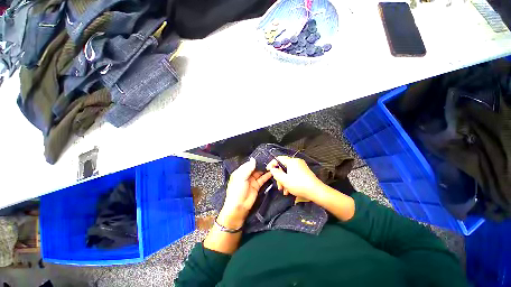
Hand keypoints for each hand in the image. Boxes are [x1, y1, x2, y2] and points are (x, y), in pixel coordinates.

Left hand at [218, 158, 271, 228]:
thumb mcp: (240, 178)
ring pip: (259, 173)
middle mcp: (246, 175)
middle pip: (255, 168)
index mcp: (240, 172)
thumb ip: (247, 168)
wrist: (238, 207)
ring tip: (271, 166)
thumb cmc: (236, 192)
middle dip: (261, 164)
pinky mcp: (256, 186)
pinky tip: (271, 173)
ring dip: (265, 170)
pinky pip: (262, 179)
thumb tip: (253, 160)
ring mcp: (252, 181)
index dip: (255, 161)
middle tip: (268, 161)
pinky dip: (267, 176)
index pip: (249, 164)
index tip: (262, 157)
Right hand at [266, 156, 325, 201]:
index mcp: (291, 161)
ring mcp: (301, 167)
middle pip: (283, 167)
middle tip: (279, 186)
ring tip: (284, 191)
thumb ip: (276, 173)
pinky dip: (290, 181)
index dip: (272, 164)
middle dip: (279, 177)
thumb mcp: (284, 180)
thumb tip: (272, 168)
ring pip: (288, 172)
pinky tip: (289, 190)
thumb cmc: (299, 185)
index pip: (278, 159)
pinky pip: (293, 174)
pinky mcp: (304, 172)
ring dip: (284, 181)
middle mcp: (296, 162)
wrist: (316, 192)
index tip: (268, 170)